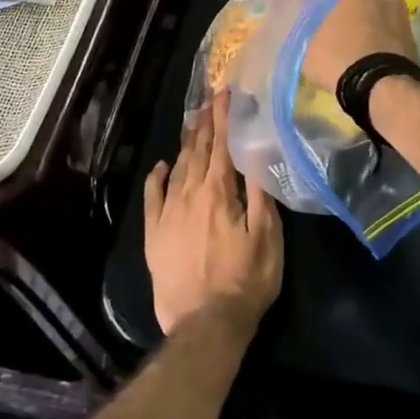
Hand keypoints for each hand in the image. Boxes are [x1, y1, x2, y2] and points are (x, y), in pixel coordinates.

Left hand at [144, 89, 283, 335]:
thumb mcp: (266, 235)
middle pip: (197, 151)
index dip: (224, 117)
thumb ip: (260, 190)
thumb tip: (256, 149)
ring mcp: (168, 214)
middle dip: (205, 124)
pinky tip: (160, 165)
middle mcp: (190, 194)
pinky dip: (157, 177)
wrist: (205, 324)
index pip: (221, 144)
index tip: (224, 93)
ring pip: (177, 169)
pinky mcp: (154, 235)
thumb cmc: (245, 280)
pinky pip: (153, 197)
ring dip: (186, 145)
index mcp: (219, 192)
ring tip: (193, 125)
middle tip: (209, 101)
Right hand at [300, 0, 417, 92]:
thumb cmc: (339, 55)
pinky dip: (358, 21)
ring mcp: (396, 2)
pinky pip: (374, 16)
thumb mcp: (302, 39)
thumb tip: (282, 17)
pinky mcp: (405, 26)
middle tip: (299, 6)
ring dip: (341, 7)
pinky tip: (344, 34)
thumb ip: (292, 21)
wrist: (384, 88)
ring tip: (321, 23)